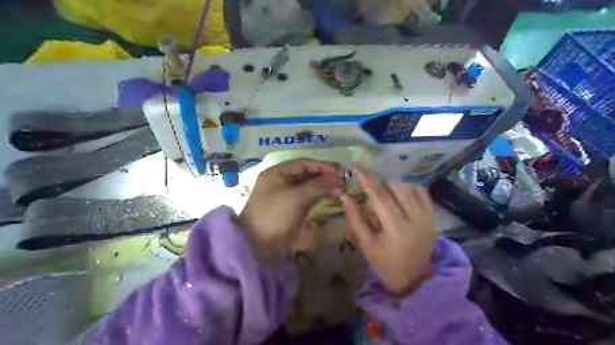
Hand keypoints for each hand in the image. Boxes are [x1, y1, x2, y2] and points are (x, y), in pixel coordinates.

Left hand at [240, 159, 344, 258]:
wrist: (257, 246)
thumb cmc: (273, 215)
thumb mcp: (295, 197)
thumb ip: (317, 186)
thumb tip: (339, 179)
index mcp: (276, 173)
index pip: (302, 164)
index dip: (321, 165)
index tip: (339, 170)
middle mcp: (281, 181)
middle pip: (306, 174)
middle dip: (324, 176)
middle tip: (343, 180)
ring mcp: (287, 195)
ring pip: (309, 186)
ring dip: (324, 187)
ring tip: (342, 189)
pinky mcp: (292, 208)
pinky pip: (308, 198)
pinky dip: (320, 196)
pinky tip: (332, 196)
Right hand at [341, 166, 435, 294]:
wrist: (414, 279)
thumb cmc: (385, 264)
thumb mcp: (367, 244)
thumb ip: (356, 219)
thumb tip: (345, 196)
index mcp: (395, 228)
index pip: (378, 196)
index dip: (367, 180)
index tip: (357, 167)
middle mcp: (414, 218)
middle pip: (395, 188)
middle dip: (380, 185)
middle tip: (371, 195)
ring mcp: (427, 217)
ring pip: (409, 187)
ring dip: (393, 187)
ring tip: (385, 199)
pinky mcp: (432, 217)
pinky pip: (422, 193)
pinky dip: (410, 188)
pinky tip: (400, 195)